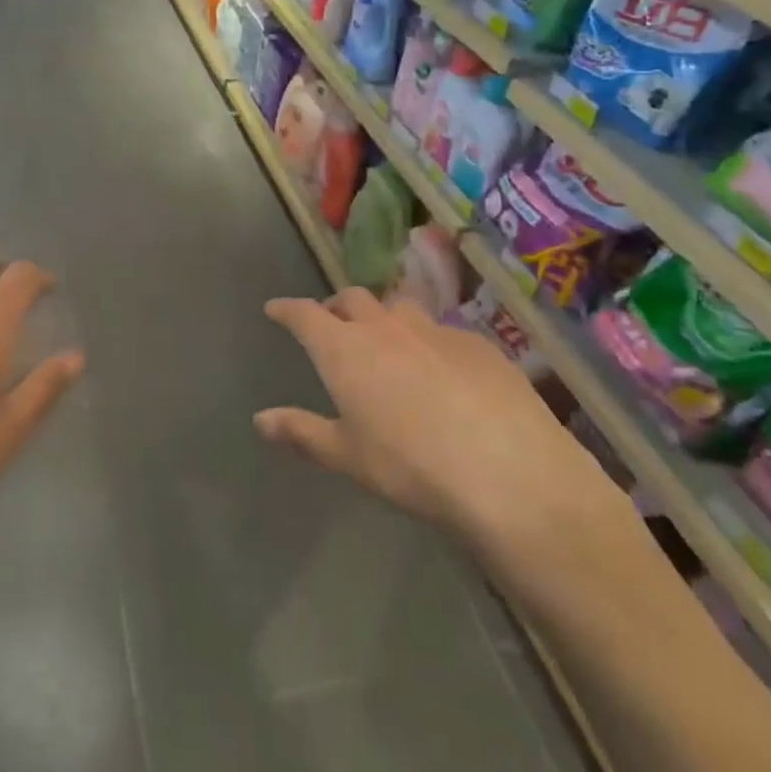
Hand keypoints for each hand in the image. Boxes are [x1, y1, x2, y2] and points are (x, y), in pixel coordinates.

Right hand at [257, 289, 628, 571]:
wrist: (510, 472)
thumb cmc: (411, 466)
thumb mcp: (348, 456)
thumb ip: (302, 432)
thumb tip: (260, 419)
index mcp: (344, 349)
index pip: (304, 314)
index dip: (286, 309)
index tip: (275, 308)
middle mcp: (385, 326)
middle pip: (352, 298)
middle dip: (336, 307)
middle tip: (331, 323)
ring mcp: (435, 329)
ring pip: (399, 307)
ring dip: (384, 316)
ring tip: (386, 340)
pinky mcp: (478, 344)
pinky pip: (442, 331)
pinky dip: (428, 342)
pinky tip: (443, 372)